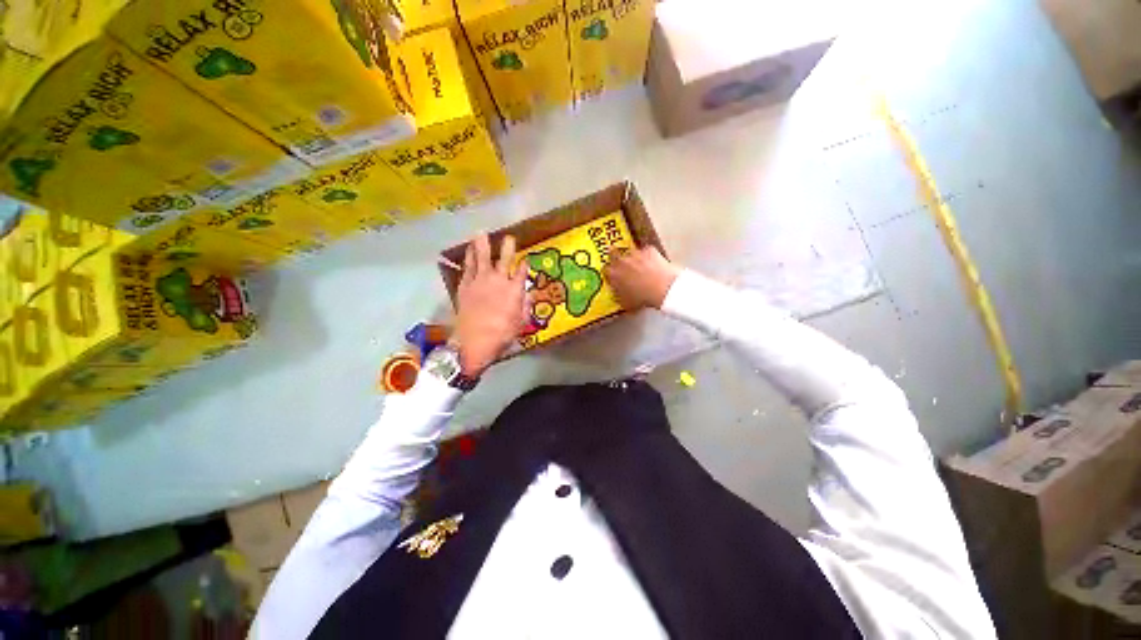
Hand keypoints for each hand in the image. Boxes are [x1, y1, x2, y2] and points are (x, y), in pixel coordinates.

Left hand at [455, 233, 527, 376]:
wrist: (474, 341)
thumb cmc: (502, 334)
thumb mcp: (521, 323)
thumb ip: (526, 305)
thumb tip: (530, 293)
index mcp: (514, 290)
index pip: (521, 272)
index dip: (524, 265)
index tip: (526, 260)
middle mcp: (498, 281)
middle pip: (504, 260)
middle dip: (507, 247)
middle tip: (509, 237)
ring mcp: (480, 281)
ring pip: (482, 258)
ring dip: (482, 245)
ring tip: (481, 233)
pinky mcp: (465, 286)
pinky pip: (468, 267)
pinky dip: (469, 257)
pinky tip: (468, 250)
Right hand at [606, 246, 680, 309]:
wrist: (663, 289)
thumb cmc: (643, 298)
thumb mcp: (625, 303)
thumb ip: (618, 295)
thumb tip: (617, 294)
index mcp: (613, 274)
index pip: (605, 270)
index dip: (609, 272)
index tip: (612, 275)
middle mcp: (621, 261)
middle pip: (613, 253)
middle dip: (615, 256)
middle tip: (620, 263)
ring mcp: (635, 253)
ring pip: (630, 252)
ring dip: (632, 257)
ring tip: (639, 265)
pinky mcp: (649, 249)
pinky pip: (646, 251)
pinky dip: (648, 256)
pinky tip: (653, 264)